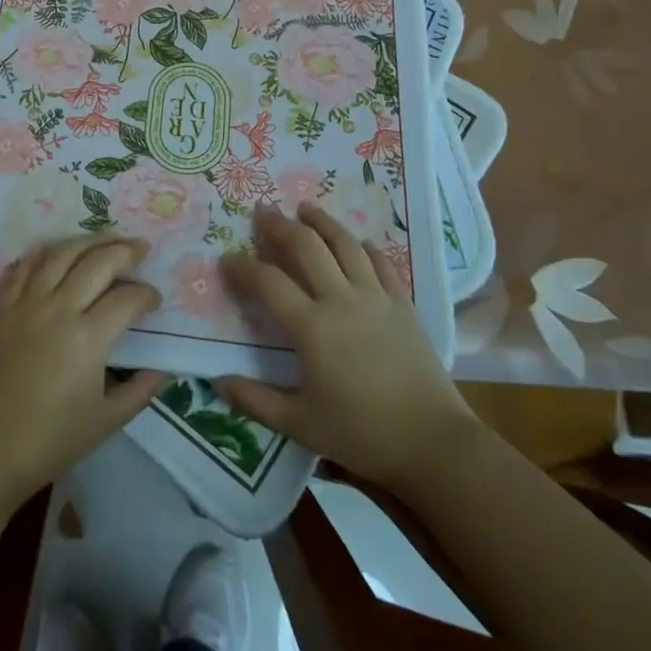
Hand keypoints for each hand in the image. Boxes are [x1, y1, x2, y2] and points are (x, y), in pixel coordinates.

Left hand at [0, 237, 166, 505]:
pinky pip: (26, 266)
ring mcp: (28, 304)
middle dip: (125, 252)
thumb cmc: (51, 441)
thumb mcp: (107, 421)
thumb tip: (163, 368)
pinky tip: (60, 251)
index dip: (147, 295)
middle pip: (98, 262)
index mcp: (88, 337)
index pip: (127, 299)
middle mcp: (59, 308)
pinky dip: (46, 252)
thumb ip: (140, 390)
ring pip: (62, 254)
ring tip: (108, 240)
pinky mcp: (4, 308)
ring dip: (90, 241)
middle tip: (141, 250)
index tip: (155, 300)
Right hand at [217, 204, 473, 489]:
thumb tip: (217, 383)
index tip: (227, 259)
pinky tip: (358, 242)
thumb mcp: (300, 424)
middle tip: (263, 212)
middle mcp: (341, 300)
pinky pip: (381, 263)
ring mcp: (376, 297)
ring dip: (322, 222)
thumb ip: (255, 401)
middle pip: (306, 247)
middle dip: (280, 226)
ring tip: (305, 208)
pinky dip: (366, 247)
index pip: (268, 282)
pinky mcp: (403, 304)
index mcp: (312, 327)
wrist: (433, 442)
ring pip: (345, 244)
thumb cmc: (362, 434)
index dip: (244, 267)